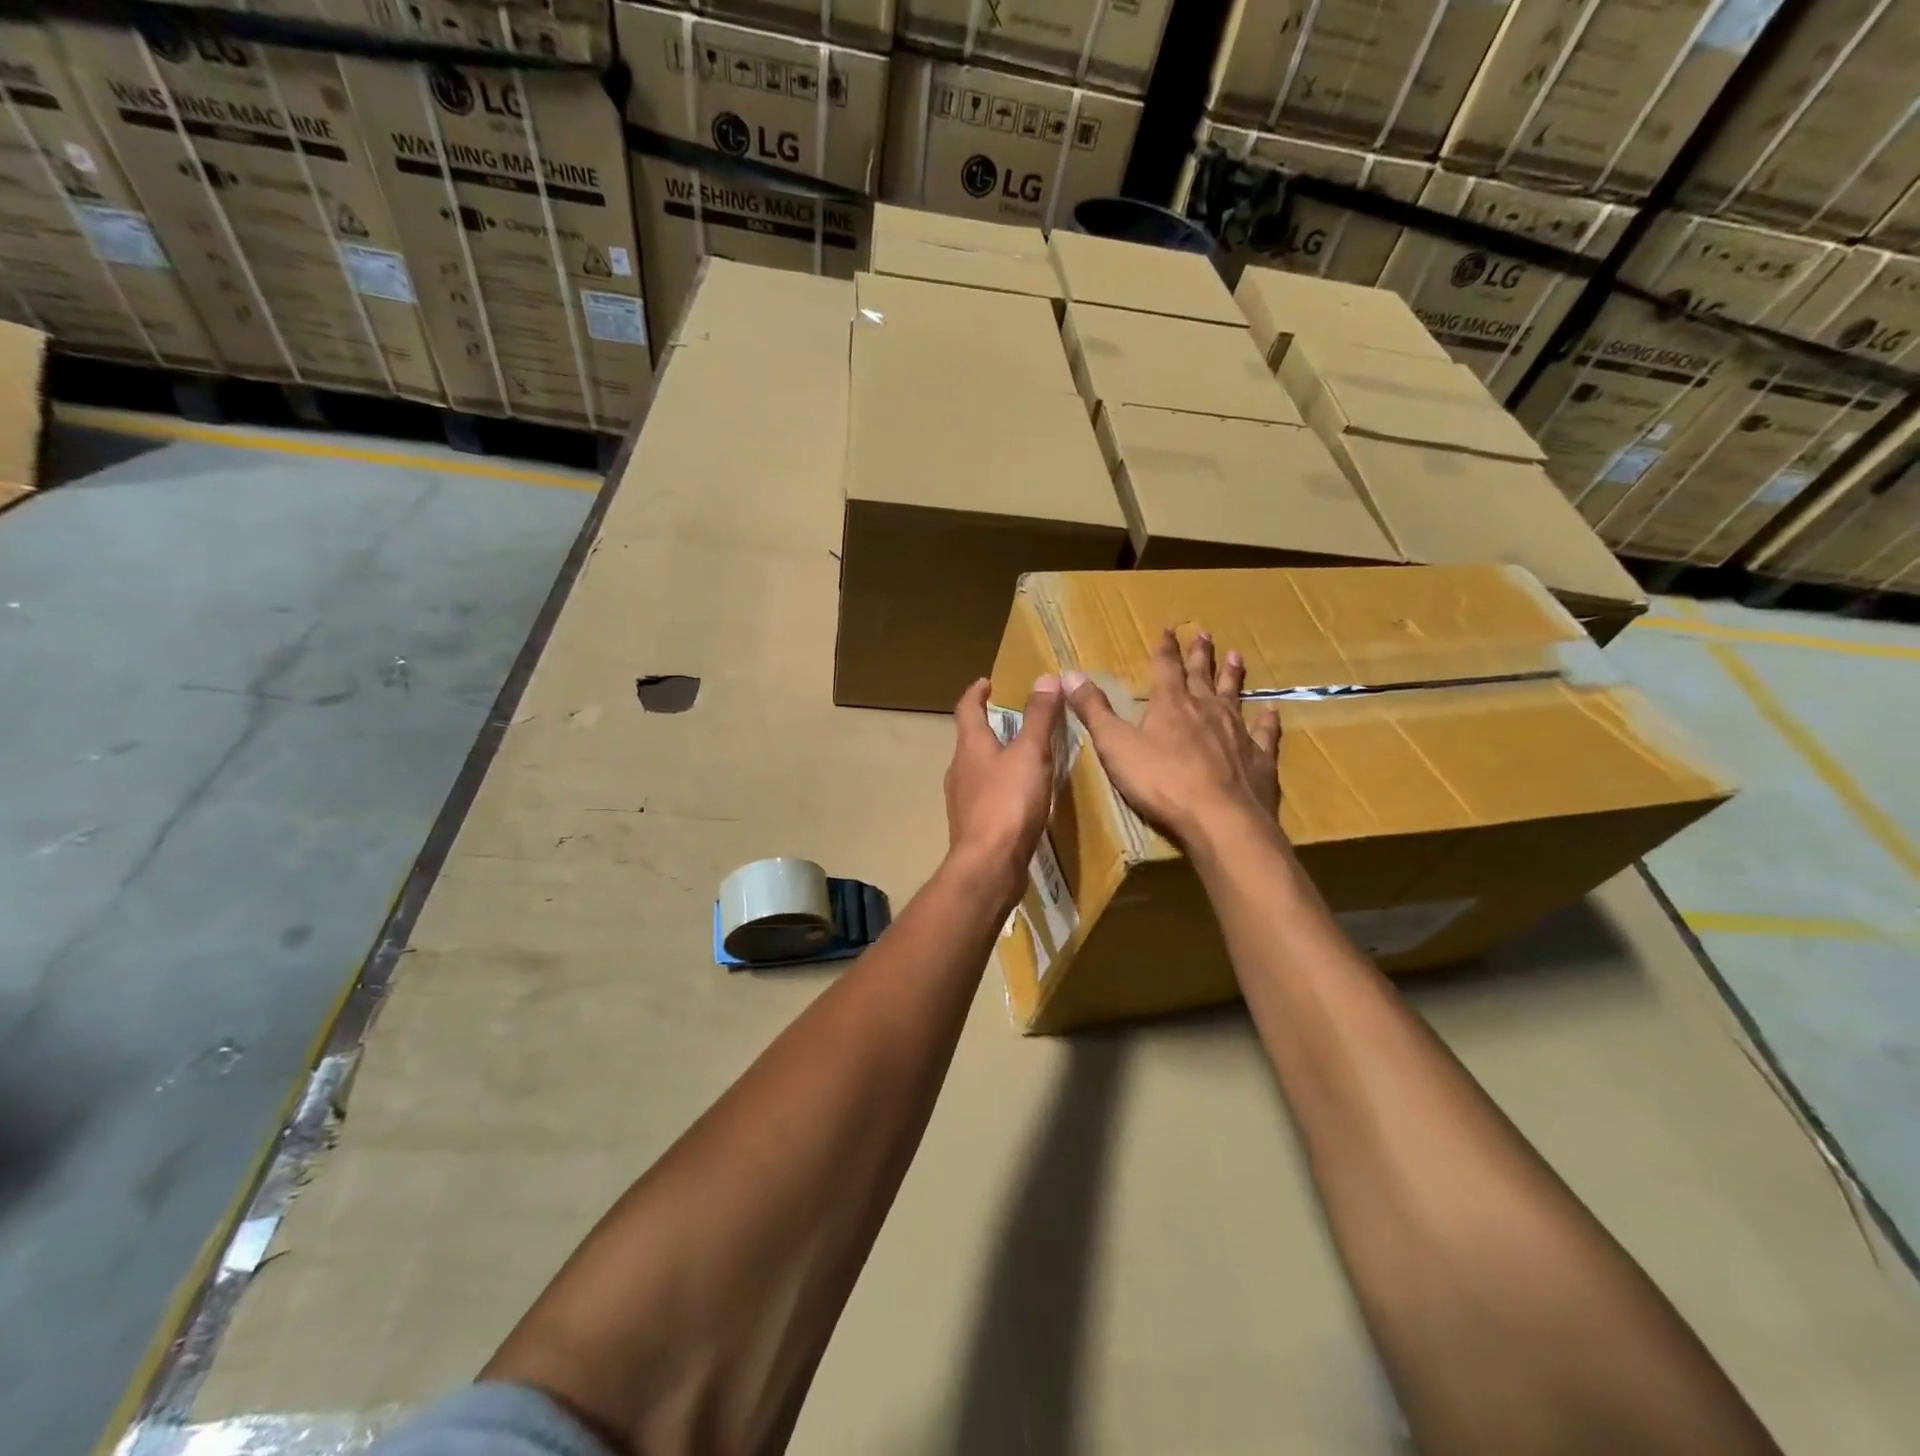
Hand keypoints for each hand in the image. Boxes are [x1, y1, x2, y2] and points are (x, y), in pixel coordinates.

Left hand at [943, 676, 1064, 911]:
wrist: (989, 865)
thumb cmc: (1008, 802)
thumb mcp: (1031, 753)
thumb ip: (1039, 717)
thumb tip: (1045, 678)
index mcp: (970, 746)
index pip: (967, 708)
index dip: (977, 692)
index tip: (987, 682)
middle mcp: (959, 769)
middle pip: (970, 739)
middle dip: (989, 726)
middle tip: (1013, 718)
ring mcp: (963, 800)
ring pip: (978, 769)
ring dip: (995, 758)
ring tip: (1022, 756)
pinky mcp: (973, 826)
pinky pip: (986, 796)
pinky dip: (1001, 787)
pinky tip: (1020, 797)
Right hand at [1064, 629, 1280, 847]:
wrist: (1220, 818)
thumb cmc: (1161, 781)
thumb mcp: (1115, 745)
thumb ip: (1094, 710)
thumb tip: (1070, 674)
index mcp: (1171, 705)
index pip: (1166, 668)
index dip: (1164, 649)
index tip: (1168, 630)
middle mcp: (1206, 710)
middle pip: (1202, 676)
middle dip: (1200, 655)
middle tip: (1204, 635)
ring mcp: (1237, 732)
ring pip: (1234, 695)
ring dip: (1233, 676)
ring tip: (1236, 656)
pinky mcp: (1259, 758)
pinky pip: (1265, 733)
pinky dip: (1268, 721)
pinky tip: (1272, 711)